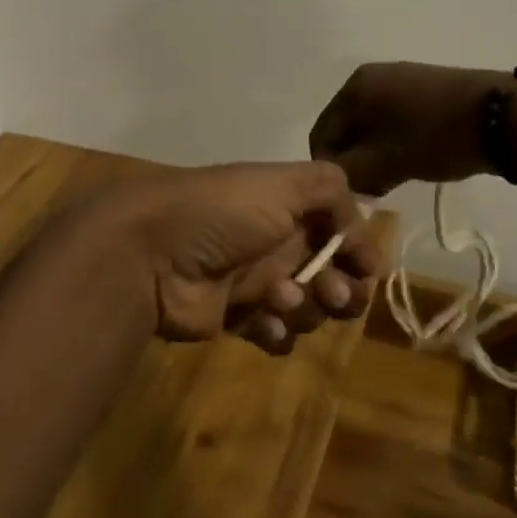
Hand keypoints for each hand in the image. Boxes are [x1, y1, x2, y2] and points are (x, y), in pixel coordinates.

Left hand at [89, 162, 382, 354]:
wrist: (152, 253)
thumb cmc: (222, 212)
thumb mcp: (283, 183)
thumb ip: (331, 191)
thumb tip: (359, 230)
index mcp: (289, 207)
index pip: (342, 232)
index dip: (359, 252)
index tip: (365, 267)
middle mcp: (279, 243)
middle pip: (333, 276)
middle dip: (342, 289)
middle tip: (330, 292)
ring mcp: (258, 282)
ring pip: (310, 309)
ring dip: (305, 307)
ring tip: (278, 297)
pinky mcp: (238, 318)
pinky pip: (277, 334)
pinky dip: (277, 331)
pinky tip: (261, 322)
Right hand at [308, 61, 503, 195]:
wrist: (504, 115)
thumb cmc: (435, 137)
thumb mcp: (385, 162)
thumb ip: (349, 174)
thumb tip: (334, 180)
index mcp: (354, 87)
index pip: (322, 135)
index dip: (332, 170)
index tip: (354, 194)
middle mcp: (372, 76)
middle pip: (347, 129)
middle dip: (356, 162)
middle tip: (378, 189)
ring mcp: (401, 79)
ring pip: (372, 127)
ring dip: (377, 155)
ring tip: (399, 177)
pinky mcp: (426, 88)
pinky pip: (395, 120)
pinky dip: (397, 142)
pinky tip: (416, 159)